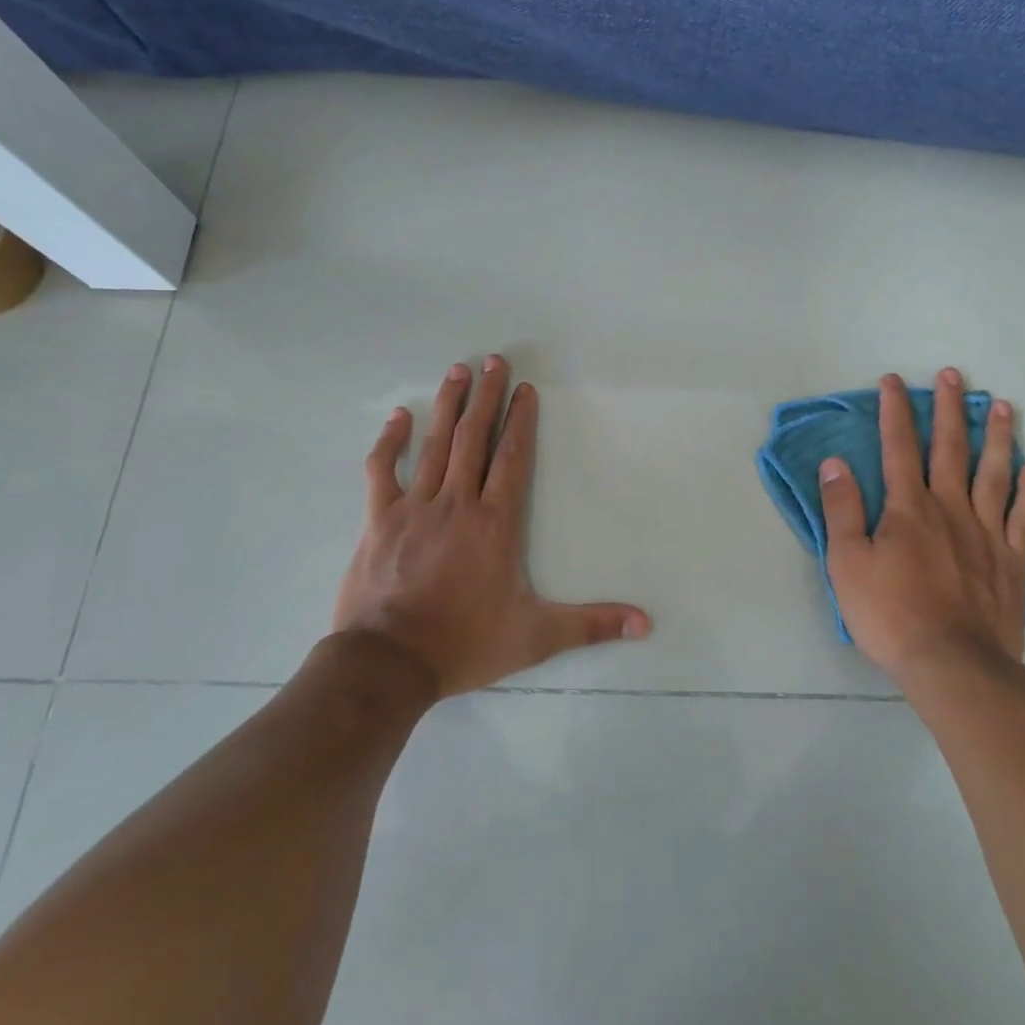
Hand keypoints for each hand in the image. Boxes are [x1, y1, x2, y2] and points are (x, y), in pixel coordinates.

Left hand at [334, 356, 650, 697]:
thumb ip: (591, 625)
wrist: (388, 664)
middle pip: (475, 438)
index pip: (512, 458)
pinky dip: (390, 441)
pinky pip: (382, 470)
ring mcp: (414, 507)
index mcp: (495, 523)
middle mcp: (457, 503)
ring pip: (434, 444)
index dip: (521, 421)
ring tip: (457, 370)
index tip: (524, 389)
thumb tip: (646, 623)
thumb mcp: (536, 637)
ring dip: (448, 405)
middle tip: (492, 360)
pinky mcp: (379, 519)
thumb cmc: (464, 644)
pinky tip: (398, 416)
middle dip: (485, 396)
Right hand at [818, 370, 1024, 685]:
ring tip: (1002, 406)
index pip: (898, 447)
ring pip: (994, 474)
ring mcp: (986, 533)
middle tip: (954, 375)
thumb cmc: (890, 614)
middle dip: (949, 409)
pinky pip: (1024, 518)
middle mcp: (950, 508)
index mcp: (908, 507)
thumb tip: (835, 463)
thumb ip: (841, 509)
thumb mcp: (846, 563)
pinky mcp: (1012, 561)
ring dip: (997, 437)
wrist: (953, 665)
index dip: (896, 411)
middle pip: (950, 448)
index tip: (895, 381)